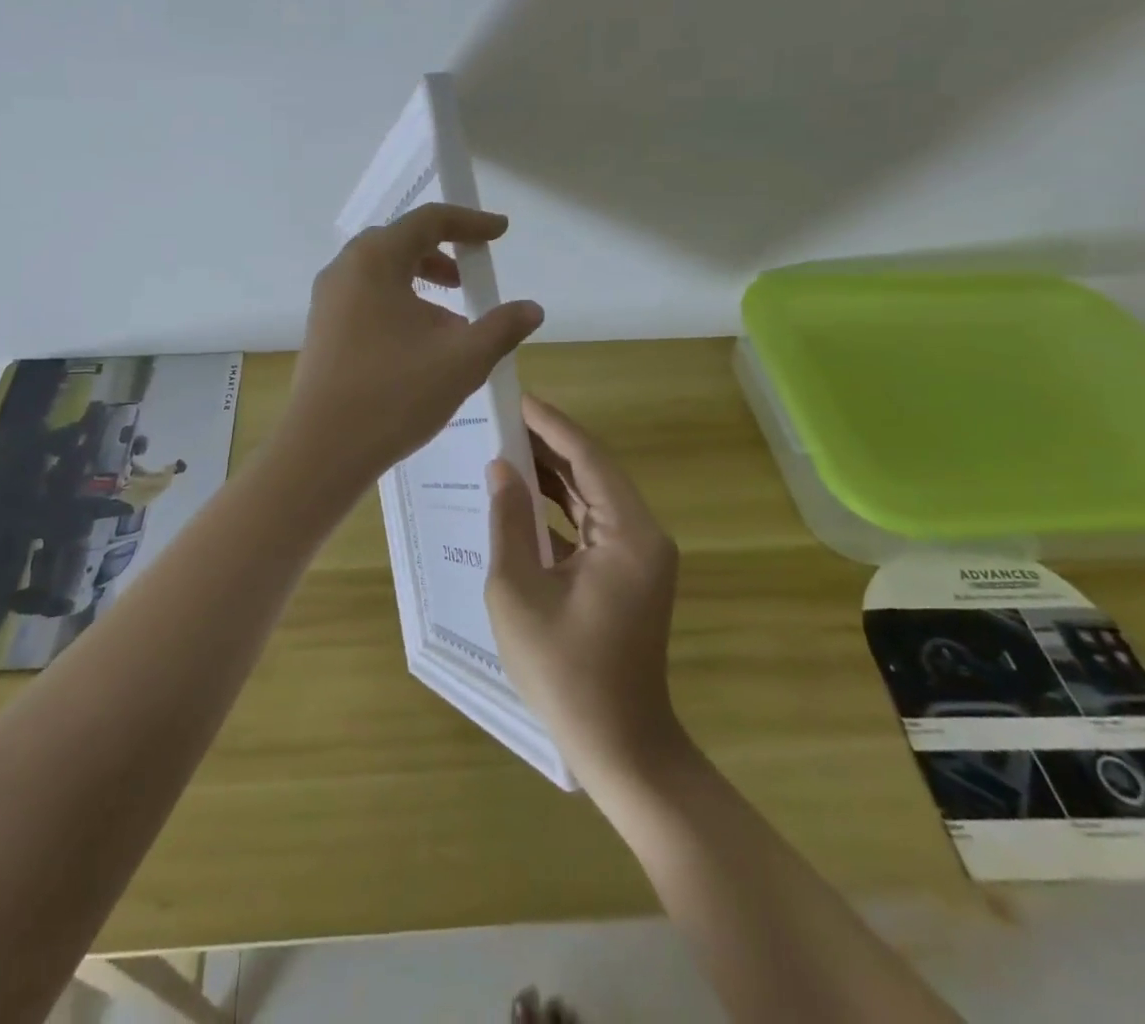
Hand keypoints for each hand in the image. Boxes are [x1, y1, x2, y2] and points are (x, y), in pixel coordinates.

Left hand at [280, 203, 544, 484]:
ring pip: (382, 274)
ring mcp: (327, 301)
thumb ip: (502, 327)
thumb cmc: (395, 394)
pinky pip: (366, 299)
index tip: (500, 232)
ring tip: (452, 321)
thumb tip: (531, 309)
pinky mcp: (322, 330)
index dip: (469, 223)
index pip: (428, 221)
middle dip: (442, 254)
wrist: (323, 450)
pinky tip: (420, 345)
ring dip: (421, 283)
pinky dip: (399, 304)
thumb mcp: (462, 360)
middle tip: (471, 277)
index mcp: (375, 261)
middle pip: (400, 243)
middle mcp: (345, 270)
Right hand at [485, 396, 683, 786]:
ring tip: (506, 445)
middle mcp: (643, 534)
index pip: (589, 457)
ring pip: (592, 495)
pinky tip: (523, 495)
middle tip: (502, 417)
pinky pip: (592, 523)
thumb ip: (509, 522)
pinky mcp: (627, 573)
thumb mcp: (519, 592)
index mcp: (629, 533)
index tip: (516, 398)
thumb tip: (501, 469)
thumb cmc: (564, 670)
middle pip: (594, 471)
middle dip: (549, 443)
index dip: (551, 424)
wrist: (619, 745)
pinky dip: (559, 506)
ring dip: (553, 473)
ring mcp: (639, 555)